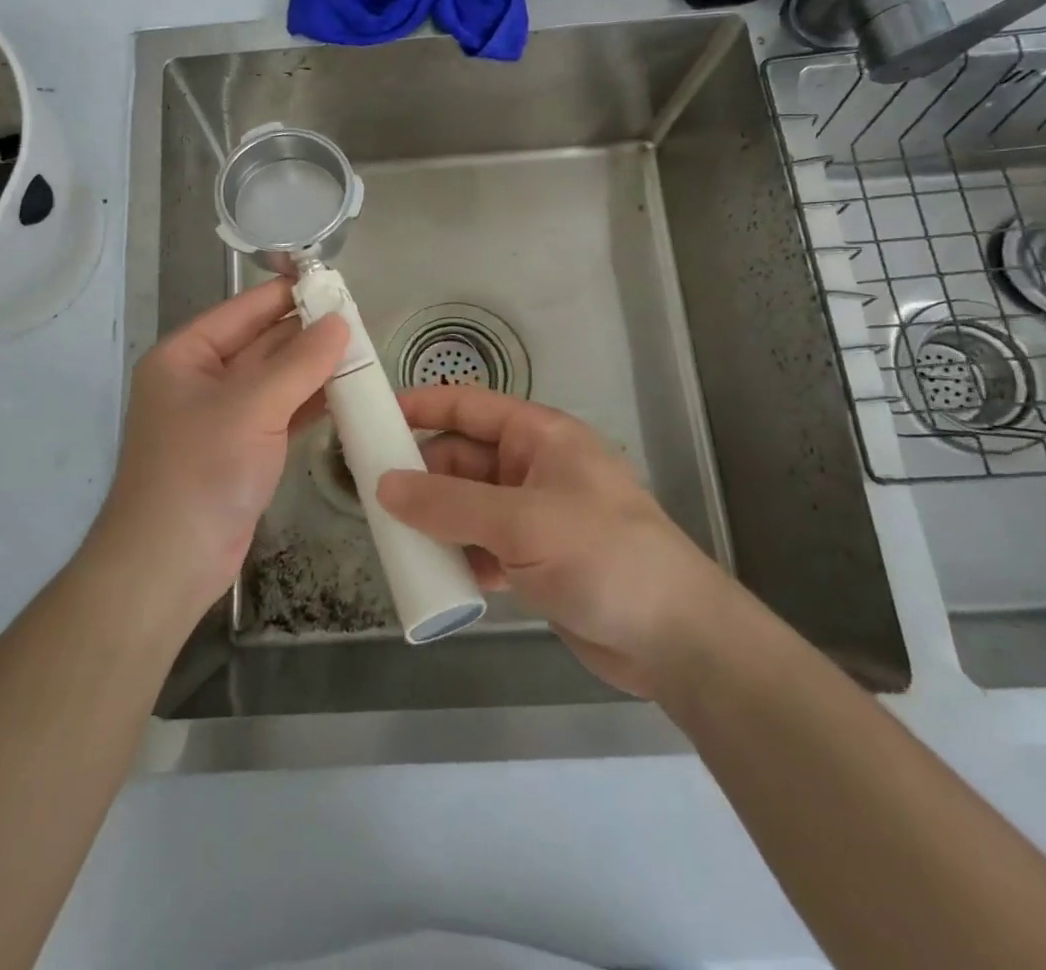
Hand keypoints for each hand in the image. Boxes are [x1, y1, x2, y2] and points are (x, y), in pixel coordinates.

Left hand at [93, 279, 347, 623]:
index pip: (241, 311)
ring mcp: (222, 418)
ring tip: (362, 350)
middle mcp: (200, 381)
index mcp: (185, 356)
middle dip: (305, 332)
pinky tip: (346, 392)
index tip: (330, 281)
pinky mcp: (242, 451)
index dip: (283, 294)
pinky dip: (310, 403)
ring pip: (275, 380)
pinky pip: (281, 413)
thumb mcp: (250, 407)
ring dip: (313, 368)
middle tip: (358, 318)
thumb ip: (299, 363)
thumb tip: (339, 321)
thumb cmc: (200, 471)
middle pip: (260, 344)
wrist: (169, 565)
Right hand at [377, 386, 732, 700]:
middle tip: (368, 495)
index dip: (420, 406)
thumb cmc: (602, 555)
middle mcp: (532, 467)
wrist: (677, 639)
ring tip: (390, 538)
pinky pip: (481, 546)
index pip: (467, 406)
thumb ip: (448, 504)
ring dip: (433, 521)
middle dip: (419, 475)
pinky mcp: (535, 559)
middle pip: (460, 459)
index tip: (371, 418)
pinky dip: (457, 556)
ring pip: (466, 506)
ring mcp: (533, 515)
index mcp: (537, 436)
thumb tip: (383, 486)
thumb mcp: (521, 522)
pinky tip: (432, 575)